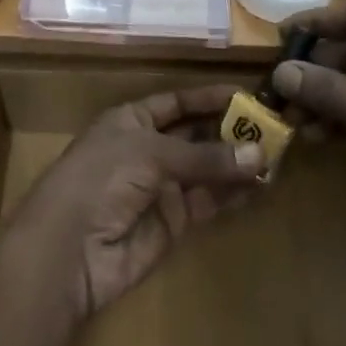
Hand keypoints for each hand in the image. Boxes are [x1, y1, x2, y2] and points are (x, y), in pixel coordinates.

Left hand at [7, 86, 260, 319]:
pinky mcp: (173, 224)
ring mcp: (161, 188)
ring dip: (237, 162)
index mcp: (131, 121)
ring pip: (207, 169)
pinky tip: (261, 184)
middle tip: (274, 127)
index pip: (177, 102)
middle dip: (230, 130)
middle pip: (195, 135)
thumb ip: (204, 157)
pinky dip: (233, 193)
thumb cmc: (100, 180)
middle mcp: (147, 150)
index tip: (247, 94)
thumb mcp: (150, 154)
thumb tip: (260, 153)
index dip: (208, 97)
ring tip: (277, 154)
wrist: (68, 252)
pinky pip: (208, 202)